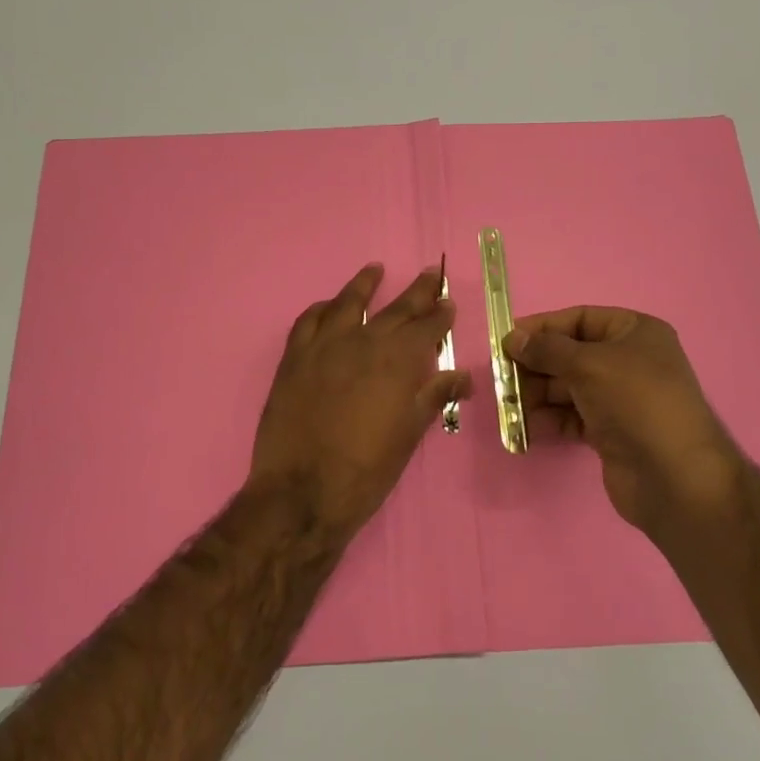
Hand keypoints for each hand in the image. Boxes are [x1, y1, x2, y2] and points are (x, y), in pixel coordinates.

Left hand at [252, 263, 471, 532]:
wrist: (303, 491)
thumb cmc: (367, 469)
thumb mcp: (410, 433)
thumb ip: (435, 396)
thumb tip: (465, 378)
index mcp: (399, 360)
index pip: (428, 326)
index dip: (441, 314)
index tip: (448, 303)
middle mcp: (365, 341)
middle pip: (396, 307)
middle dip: (418, 290)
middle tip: (430, 273)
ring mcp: (325, 346)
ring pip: (348, 302)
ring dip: (365, 284)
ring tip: (375, 270)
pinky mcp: (294, 357)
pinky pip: (309, 320)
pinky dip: (322, 308)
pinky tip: (329, 306)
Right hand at [505, 307, 741, 539]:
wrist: (674, 477)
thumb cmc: (635, 402)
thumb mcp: (589, 364)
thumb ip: (547, 349)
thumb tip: (512, 338)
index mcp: (635, 332)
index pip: (580, 319)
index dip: (543, 328)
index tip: (506, 340)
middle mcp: (629, 361)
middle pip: (571, 355)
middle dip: (536, 365)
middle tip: (501, 378)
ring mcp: (620, 399)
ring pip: (568, 388)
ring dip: (537, 395)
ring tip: (510, 405)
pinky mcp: (611, 432)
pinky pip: (572, 417)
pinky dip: (550, 420)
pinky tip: (527, 427)